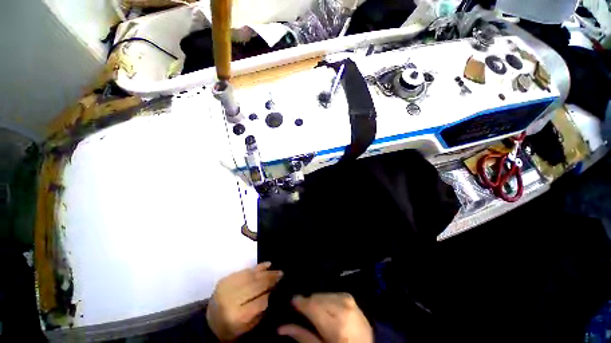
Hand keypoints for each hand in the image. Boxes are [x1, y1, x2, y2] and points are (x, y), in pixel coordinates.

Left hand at [206, 262, 282, 340]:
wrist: (208, 323)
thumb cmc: (230, 329)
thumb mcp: (247, 328)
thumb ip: (260, 311)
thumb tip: (273, 293)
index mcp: (237, 316)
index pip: (260, 301)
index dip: (271, 294)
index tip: (280, 288)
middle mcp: (231, 300)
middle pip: (256, 286)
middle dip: (271, 279)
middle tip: (281, 275)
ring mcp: (227, 287)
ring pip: (251, 276)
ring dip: (266, 272)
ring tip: (276, 271)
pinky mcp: (225, 279)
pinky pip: (244, 271)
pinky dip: (257, 267)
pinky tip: (267, 265)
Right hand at [278, 293, 372, 342]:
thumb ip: (303, 337)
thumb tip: (281, 327)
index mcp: (336, 326)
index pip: (312, 306)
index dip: (300, 302)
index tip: (292, 300)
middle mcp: (343, 309)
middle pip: (317, 298)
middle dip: (309, 303)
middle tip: (304, 312)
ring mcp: (350, 302)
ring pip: (324, 294)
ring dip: (317, 300)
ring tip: (316, 312)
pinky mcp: (352, 299)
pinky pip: (333, 293)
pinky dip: (327, 298)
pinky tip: (327, 307)